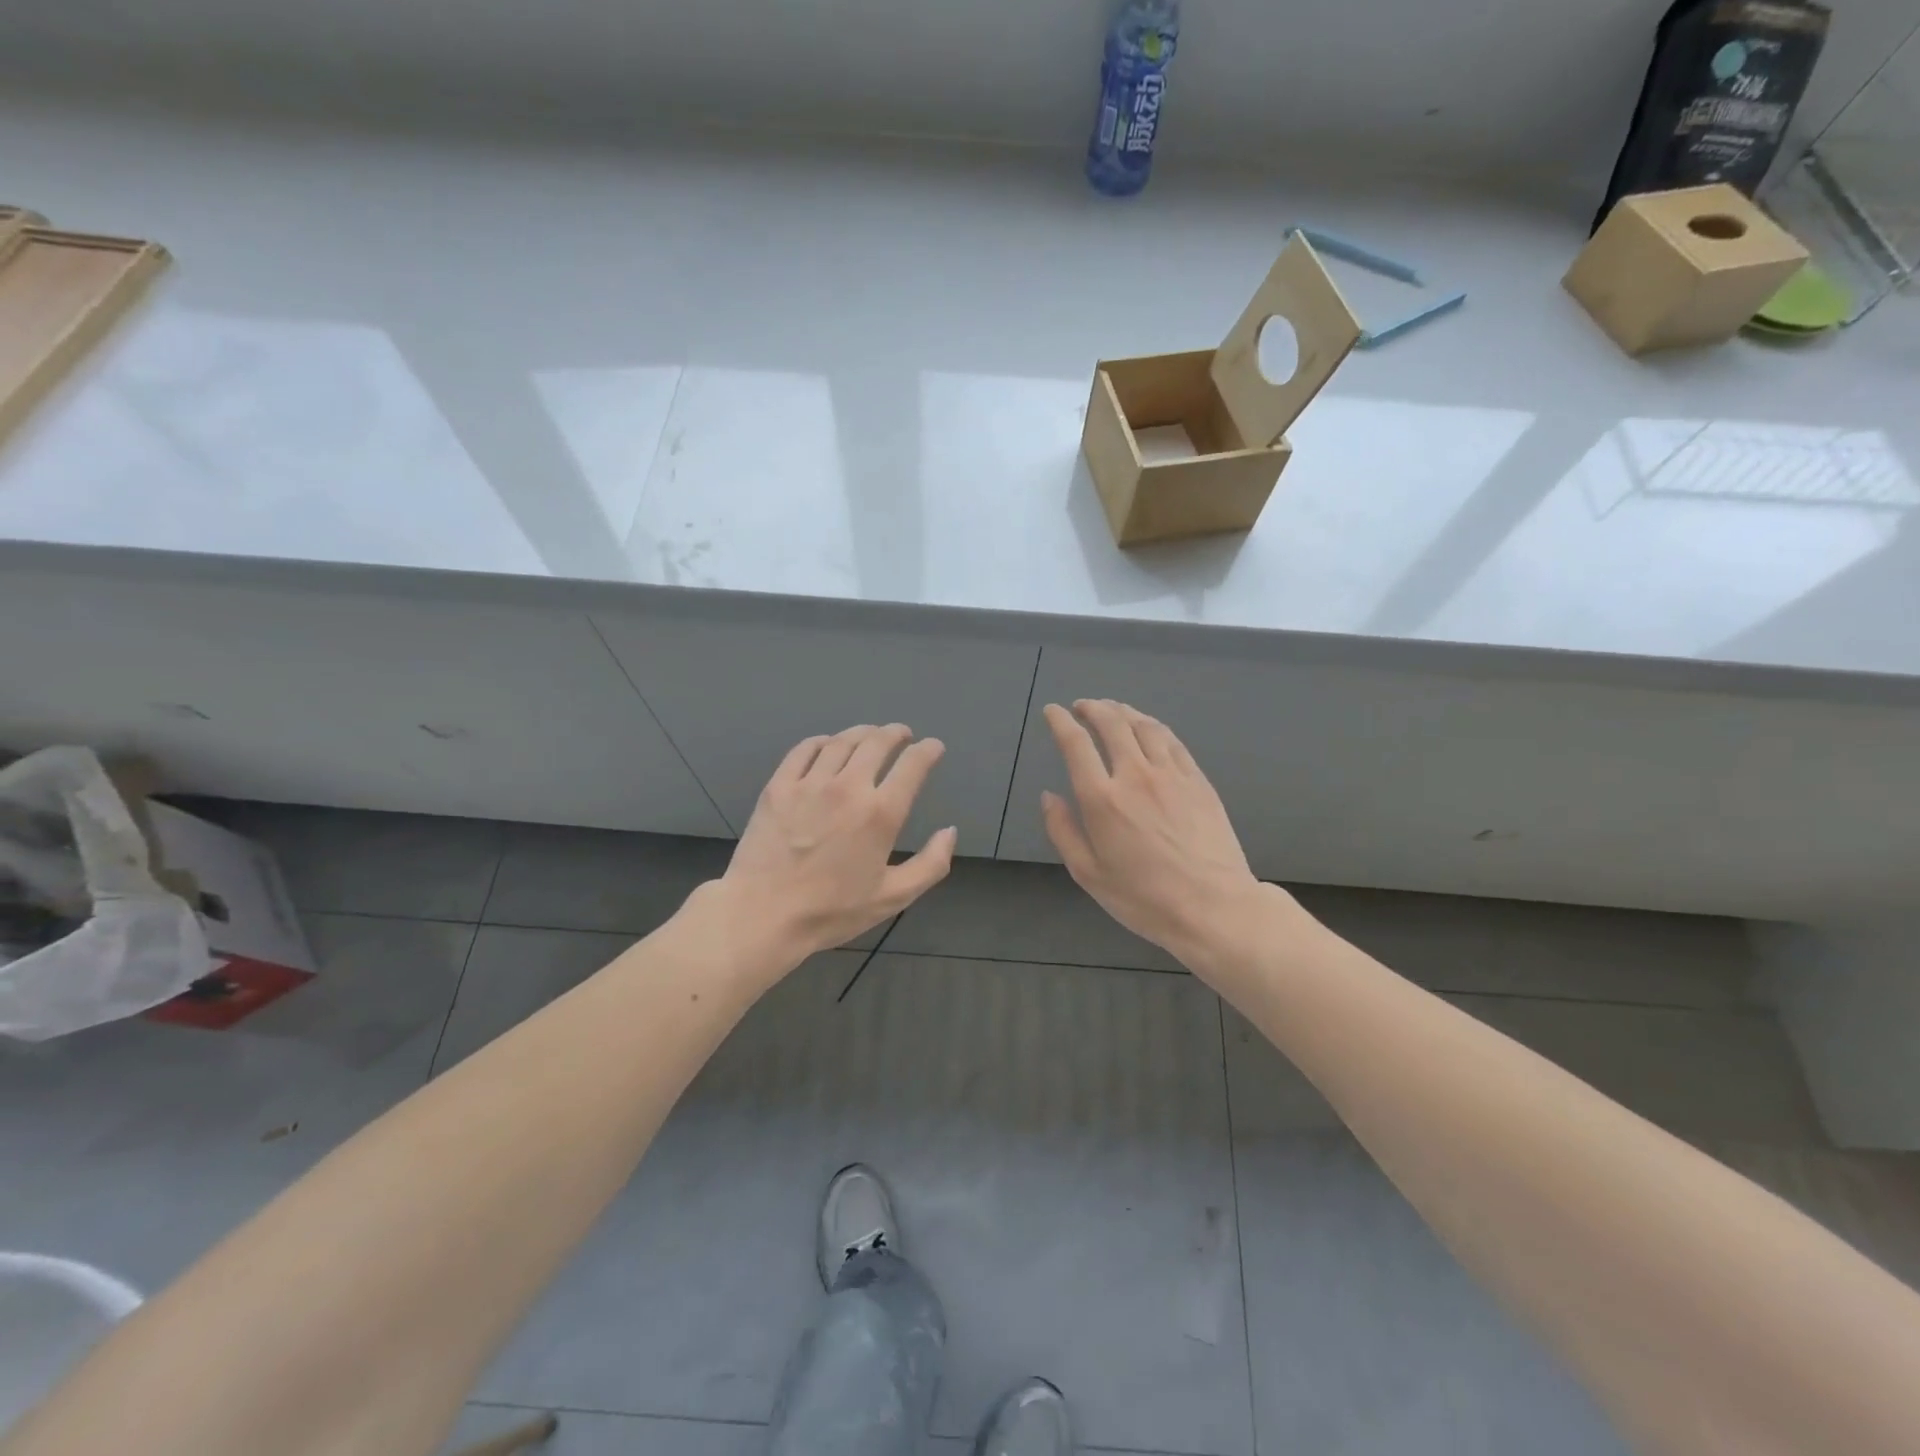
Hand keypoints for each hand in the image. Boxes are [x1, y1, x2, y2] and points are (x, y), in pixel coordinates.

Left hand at [721, 723, 955, 959]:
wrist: (762, 914)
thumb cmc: (831, 911)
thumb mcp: (892, 898)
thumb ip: (930, 864)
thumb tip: (950, 832)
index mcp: (881, 813)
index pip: (913, 765)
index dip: (928, 750)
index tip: (934, 747)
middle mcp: (848, 787)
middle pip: (877, 742)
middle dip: (895, 733)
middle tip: (902, 734)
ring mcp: (810, 783)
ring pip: (842, 741)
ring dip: (862, 732)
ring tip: (870, 734)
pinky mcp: (779, 786)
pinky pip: (804, 750)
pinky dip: (822, 741)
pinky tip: (827, 744)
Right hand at [1041, 700, 1271, 968]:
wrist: (1213, 907)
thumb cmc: (1144, 898)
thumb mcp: (1089, 874)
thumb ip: (1063, 831)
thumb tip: (1049, 797)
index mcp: (1102, 799)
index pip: (1076, 744)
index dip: (1061, 722)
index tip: (1052, 712)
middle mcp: (1135, 775)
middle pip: (1112, 723)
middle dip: (1092, 708)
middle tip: (1082, 706)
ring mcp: (1171, 774)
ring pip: (1144, 726)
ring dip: (1123, 710)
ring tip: (1112, 709)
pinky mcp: (1198, 780)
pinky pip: (1172, 740)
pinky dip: (1153, 726)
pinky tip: (1148, 728)